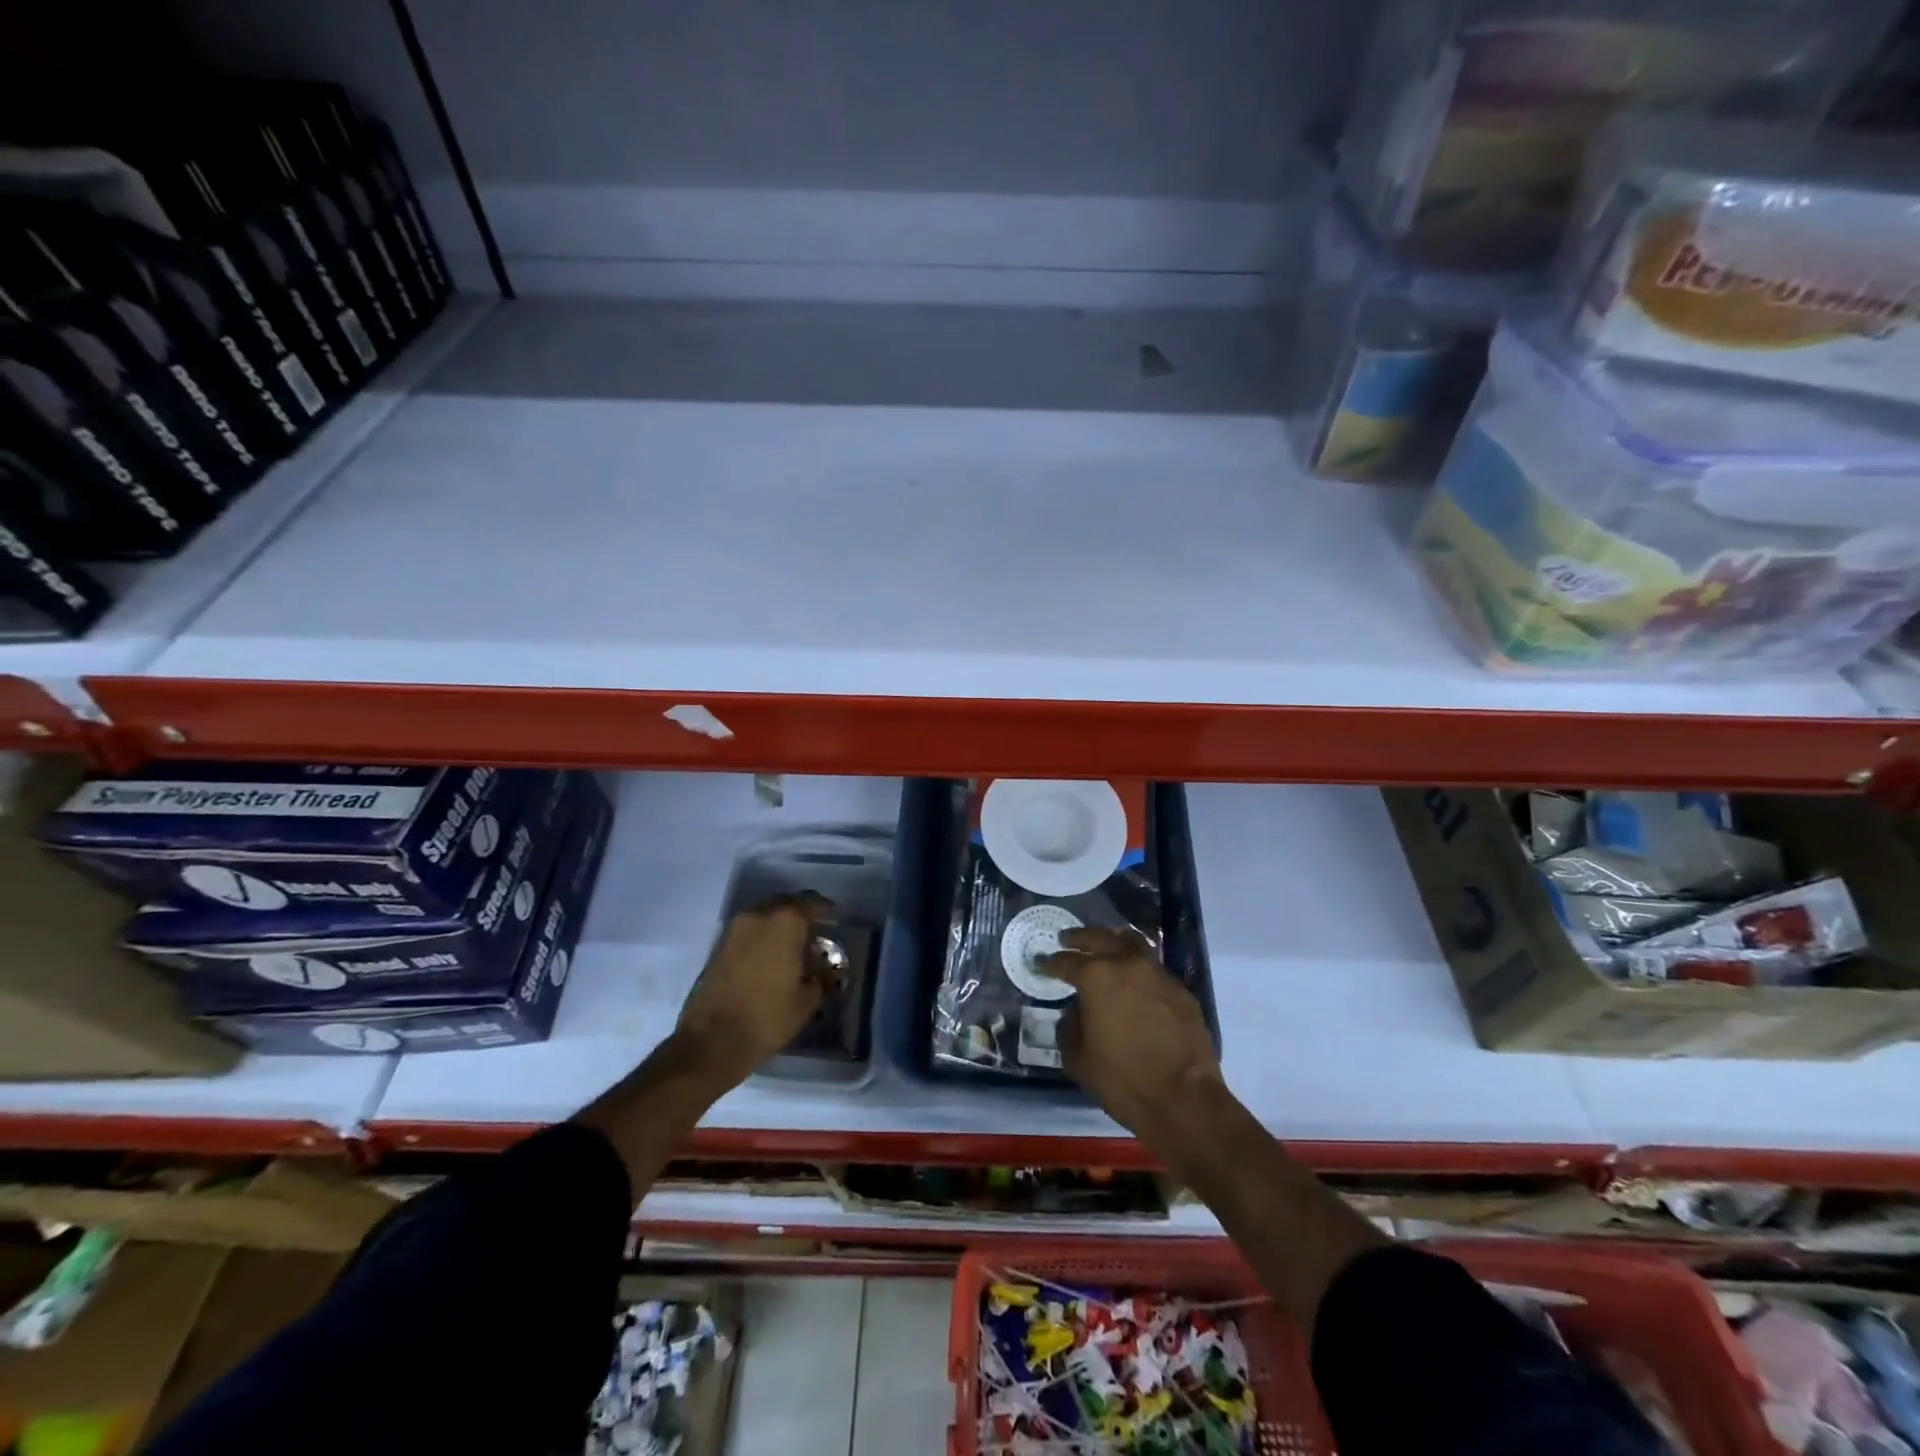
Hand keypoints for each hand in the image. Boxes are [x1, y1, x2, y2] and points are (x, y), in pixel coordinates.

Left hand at [675, 893, 831, 1085]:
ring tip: (791, 945)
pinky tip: (770, 956)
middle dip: (800, 914)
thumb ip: (818, 977)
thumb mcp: (807, 1000)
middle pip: (785, 904)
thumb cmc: (768, 1017)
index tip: (834, 919)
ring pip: (764, 915)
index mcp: (786, 922)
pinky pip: (748, 930)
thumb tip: (819, 971)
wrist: (713, 1041)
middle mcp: (759, 915)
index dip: (826, 910)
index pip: (812, 903)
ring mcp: (734, 929)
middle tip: (813, 931)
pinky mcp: (718, 946)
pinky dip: (761, 937)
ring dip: (778, 925)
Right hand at [1042, 928, 1223, 1139]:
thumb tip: (1075, 1014)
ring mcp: (1159, 974)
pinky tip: (1135, 983)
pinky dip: (1139, 969)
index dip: (1050, 963)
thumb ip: (1070, 1028)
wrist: (1184, 1100)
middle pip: (1100, 938)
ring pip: (1133, 944)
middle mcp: (1128, 964)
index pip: (1066, 962)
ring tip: (1104, 947)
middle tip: (1066, 939)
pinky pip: (1154, 970)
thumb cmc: (1123, 1079)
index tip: (1041, 963)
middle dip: (1079, 938)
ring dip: (1114, 942)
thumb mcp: (1078, 1059)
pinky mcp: (1181, 991)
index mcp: (1097, 977)